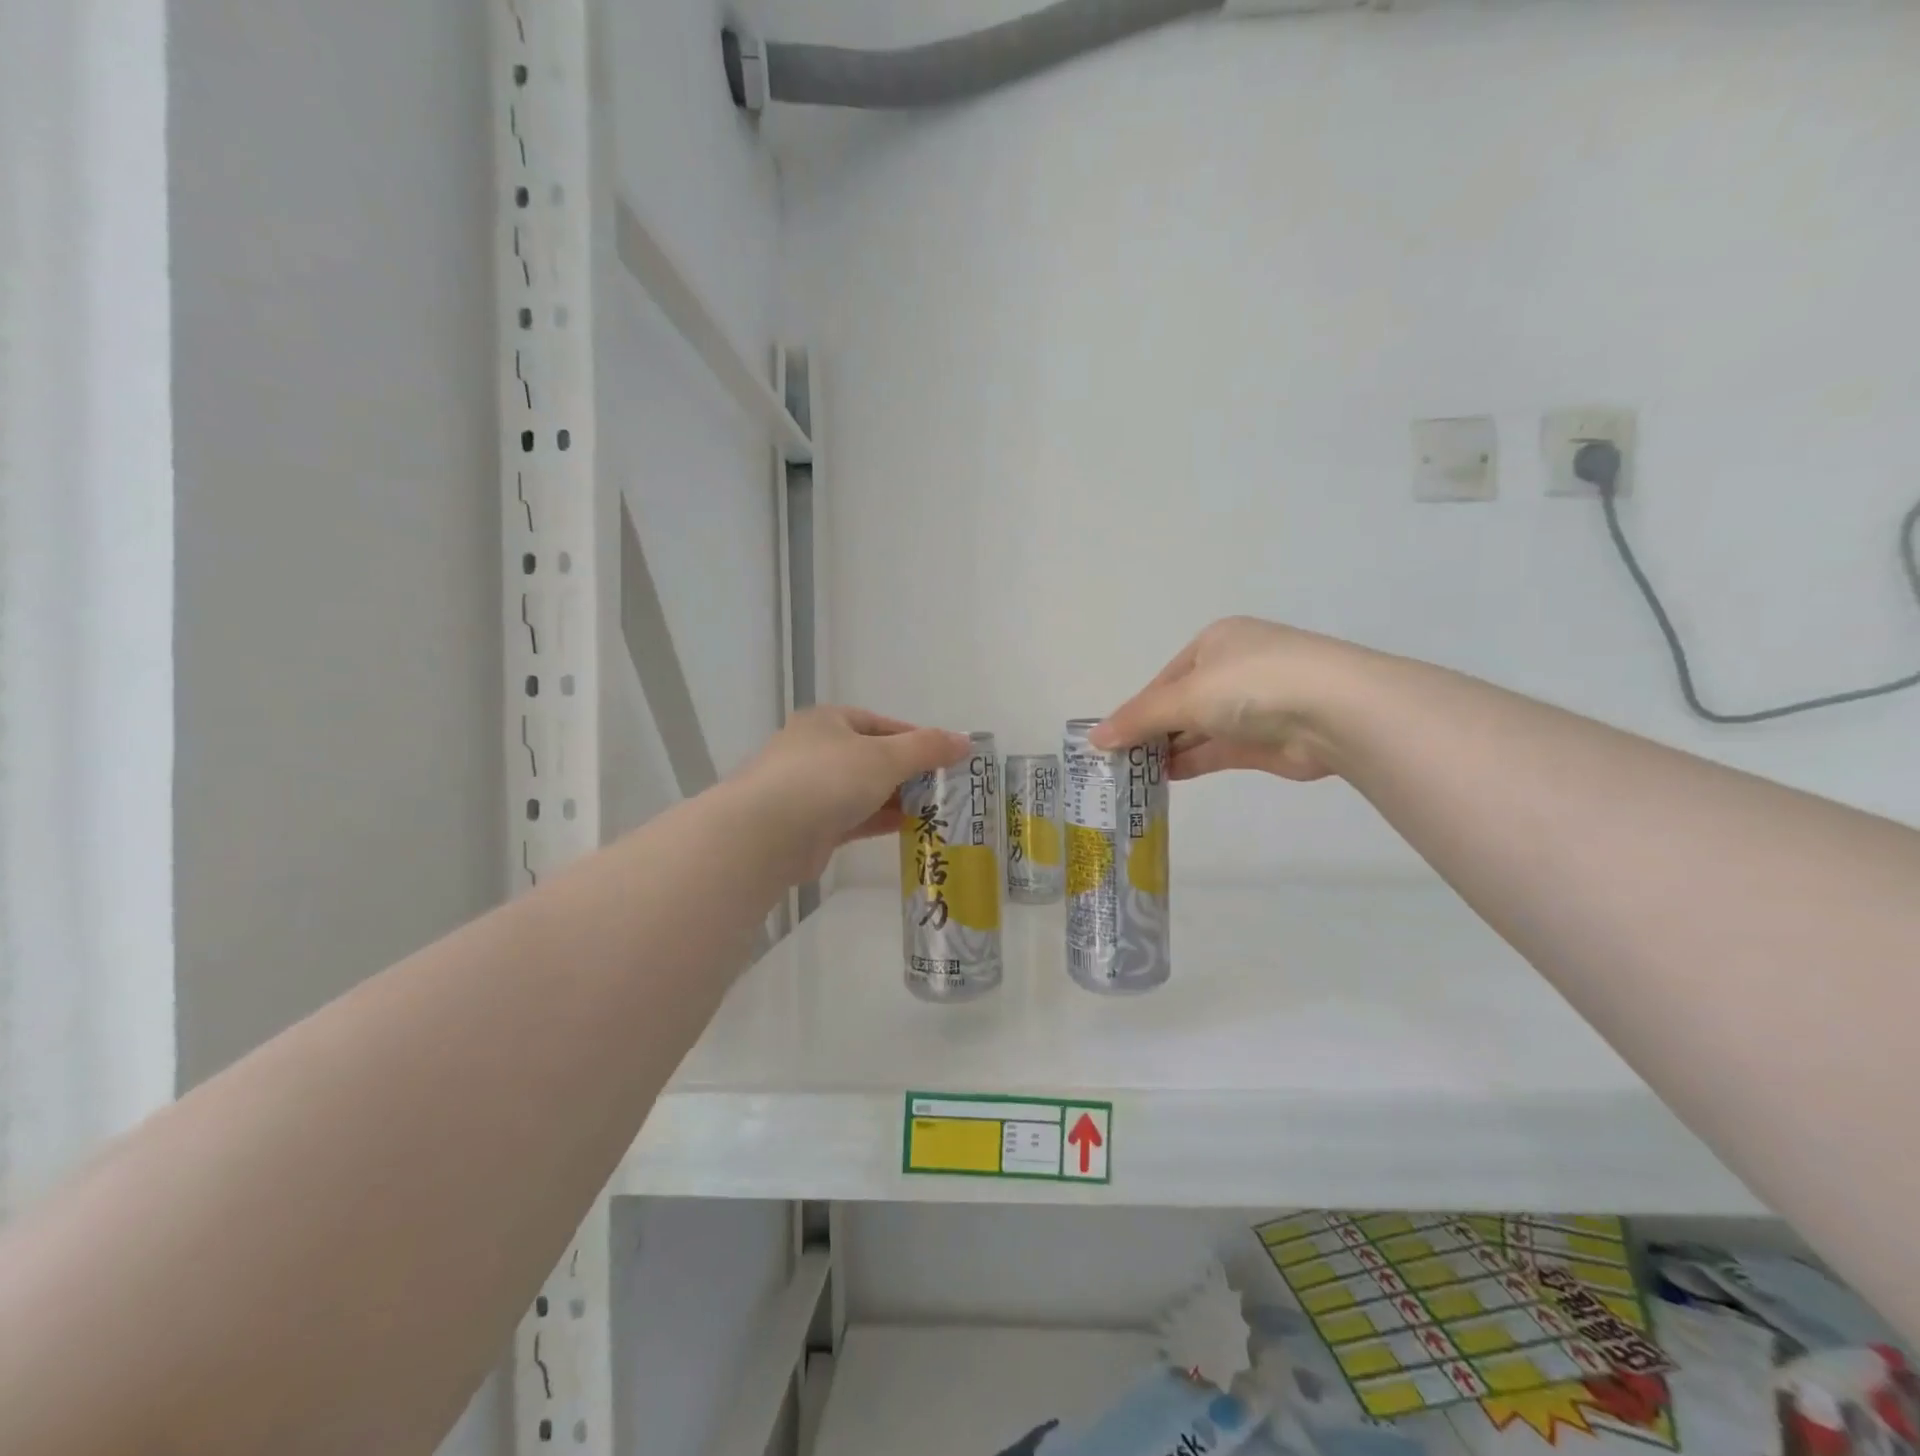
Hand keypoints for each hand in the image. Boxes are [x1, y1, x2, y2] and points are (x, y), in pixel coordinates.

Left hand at [739, 706, 969, 879]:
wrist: (767, 834)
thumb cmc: (828, 779)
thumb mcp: (886, 757)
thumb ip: (927, 748)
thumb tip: (965, 741)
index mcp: (828, 722)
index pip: (880, 724)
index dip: (915, 738)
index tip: (945, 757)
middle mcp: (815, 750)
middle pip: (872, 757)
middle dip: (908, 772)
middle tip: (945, 787)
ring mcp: (809, 790)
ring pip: (863, 790)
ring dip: (896, 799)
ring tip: (935, 810)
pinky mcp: (810, 826)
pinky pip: (854, 818)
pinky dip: (879, 820)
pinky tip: (908, 828)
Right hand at [1090, 617, 1362, 780]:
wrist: (1334, 711)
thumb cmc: (1251, 684)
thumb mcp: (1185, 695)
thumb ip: (1140, 718)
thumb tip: (1094, 738)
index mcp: (1216, 643)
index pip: (1165, 678)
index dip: (1138, 708)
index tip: (1113, 738)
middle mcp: (1234, 669)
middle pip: (1181, 703)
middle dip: (1152, 730)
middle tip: (1118, 760)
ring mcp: (1253, 706)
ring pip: (1199, 729)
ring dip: (1169, 749)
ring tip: (1133, 774)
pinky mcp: (1266, 740)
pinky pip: (1218, 750)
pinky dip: (1191, 762)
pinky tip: (1164, 777)